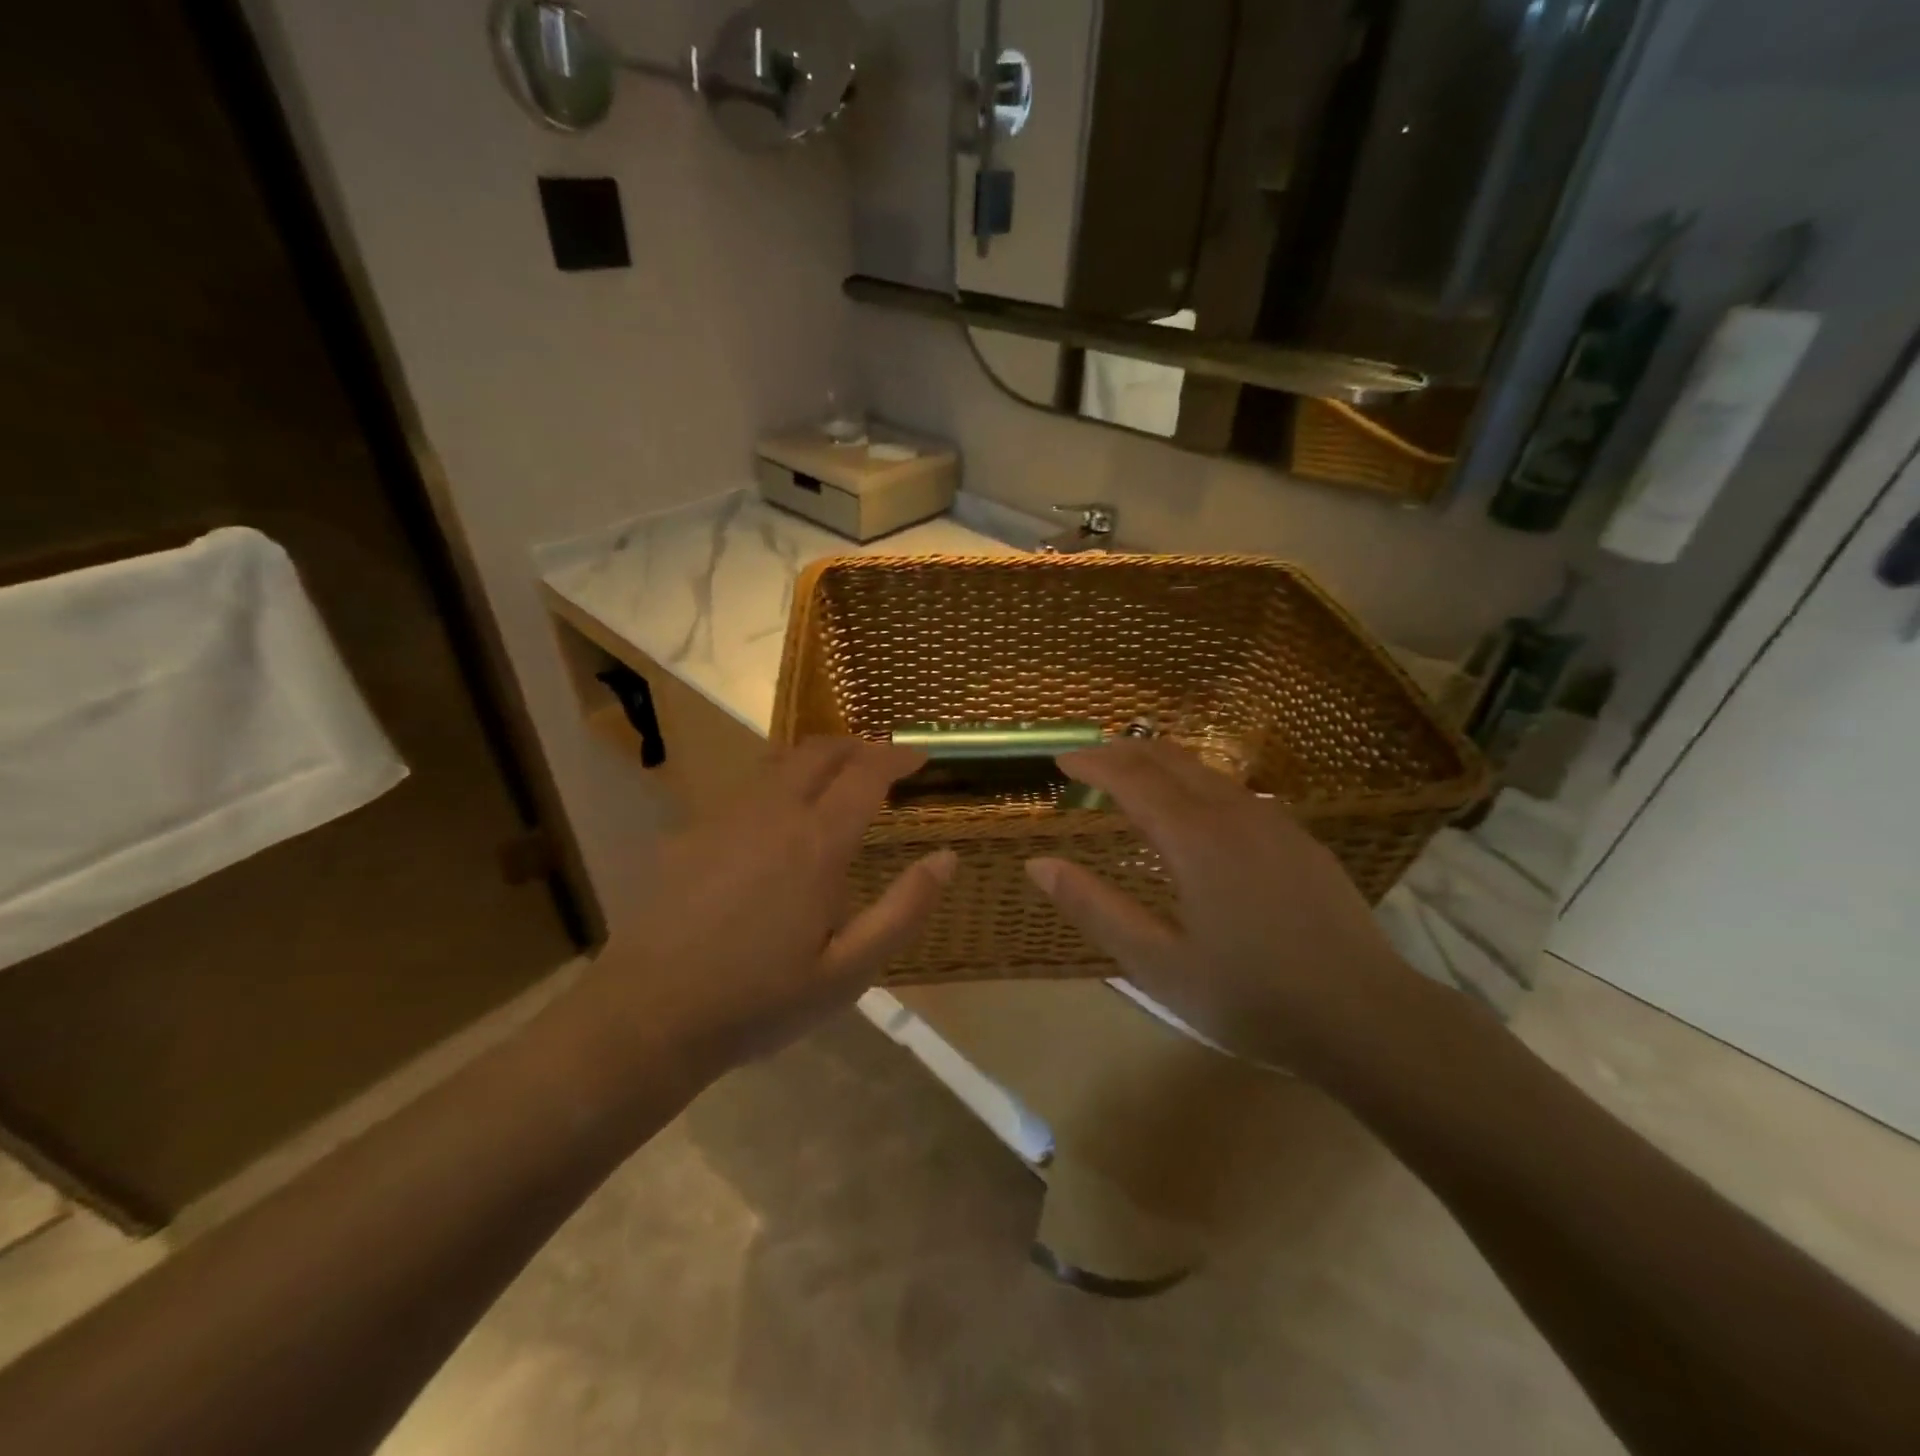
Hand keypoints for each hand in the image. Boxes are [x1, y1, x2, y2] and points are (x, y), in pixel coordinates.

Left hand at [581, 738, 954, 1091]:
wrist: (648, 1016)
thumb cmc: (761, 1000)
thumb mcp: (850, 971)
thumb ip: (904, 910)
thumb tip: (947, 858)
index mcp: (816, 843)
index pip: (866, 773)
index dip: (897, 757)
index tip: (921, 758)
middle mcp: (771, 813)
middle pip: (819, 751)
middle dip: (857, 746)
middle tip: (881, 763)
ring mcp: (724, 818)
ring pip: (778, 763)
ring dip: (816, 761)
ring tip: (836, 784)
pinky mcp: (691, 834)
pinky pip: (746, 790)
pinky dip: (779, 785)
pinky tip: (778, 825)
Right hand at [1025, 739, 1419, 1076]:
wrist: (1367, 1017)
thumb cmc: (1250, 996)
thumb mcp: (1157, 964)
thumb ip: (1094, 908)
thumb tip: (1038, 864)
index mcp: (1193, 838)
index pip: (1131, 778)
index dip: (1092, 763)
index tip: (1062, 761)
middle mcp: (1233, 813)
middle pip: (1169, 759)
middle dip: (1123, 751)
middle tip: (1089, 758)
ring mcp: (1274, 822)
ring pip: (1206, 771)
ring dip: (1161, 763)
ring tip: (1133, 774)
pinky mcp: (1300, 839)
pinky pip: (1236, 791)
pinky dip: (1197, 783)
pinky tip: (1196, 810)